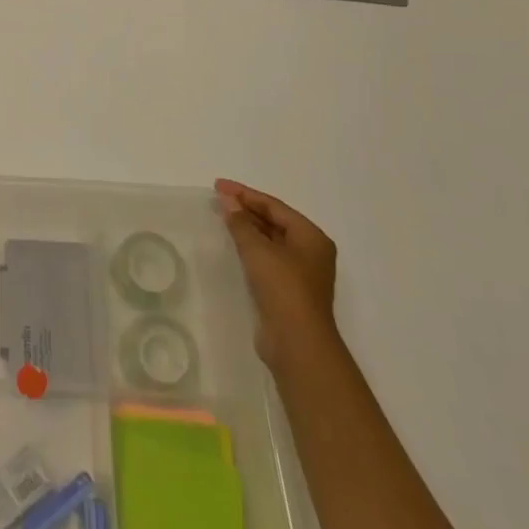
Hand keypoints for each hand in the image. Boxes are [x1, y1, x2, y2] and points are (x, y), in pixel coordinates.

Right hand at [215, 179, 338, 367]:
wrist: (297, 343)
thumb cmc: (283, 288)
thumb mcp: (258, 249)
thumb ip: (240, 222)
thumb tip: (228, 200)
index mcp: (311, 236)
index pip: (274, 206)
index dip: (245, 194)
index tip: (218, 185)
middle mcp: (310, 251)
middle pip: (274, 221)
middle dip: (246, 209)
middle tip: (217, 199)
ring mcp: (300, 272)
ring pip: (270, 240)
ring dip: (247, 228)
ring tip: (221, 217)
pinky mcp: (288, 290)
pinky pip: (267, 258)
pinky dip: (250, 248)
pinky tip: (233, 245)